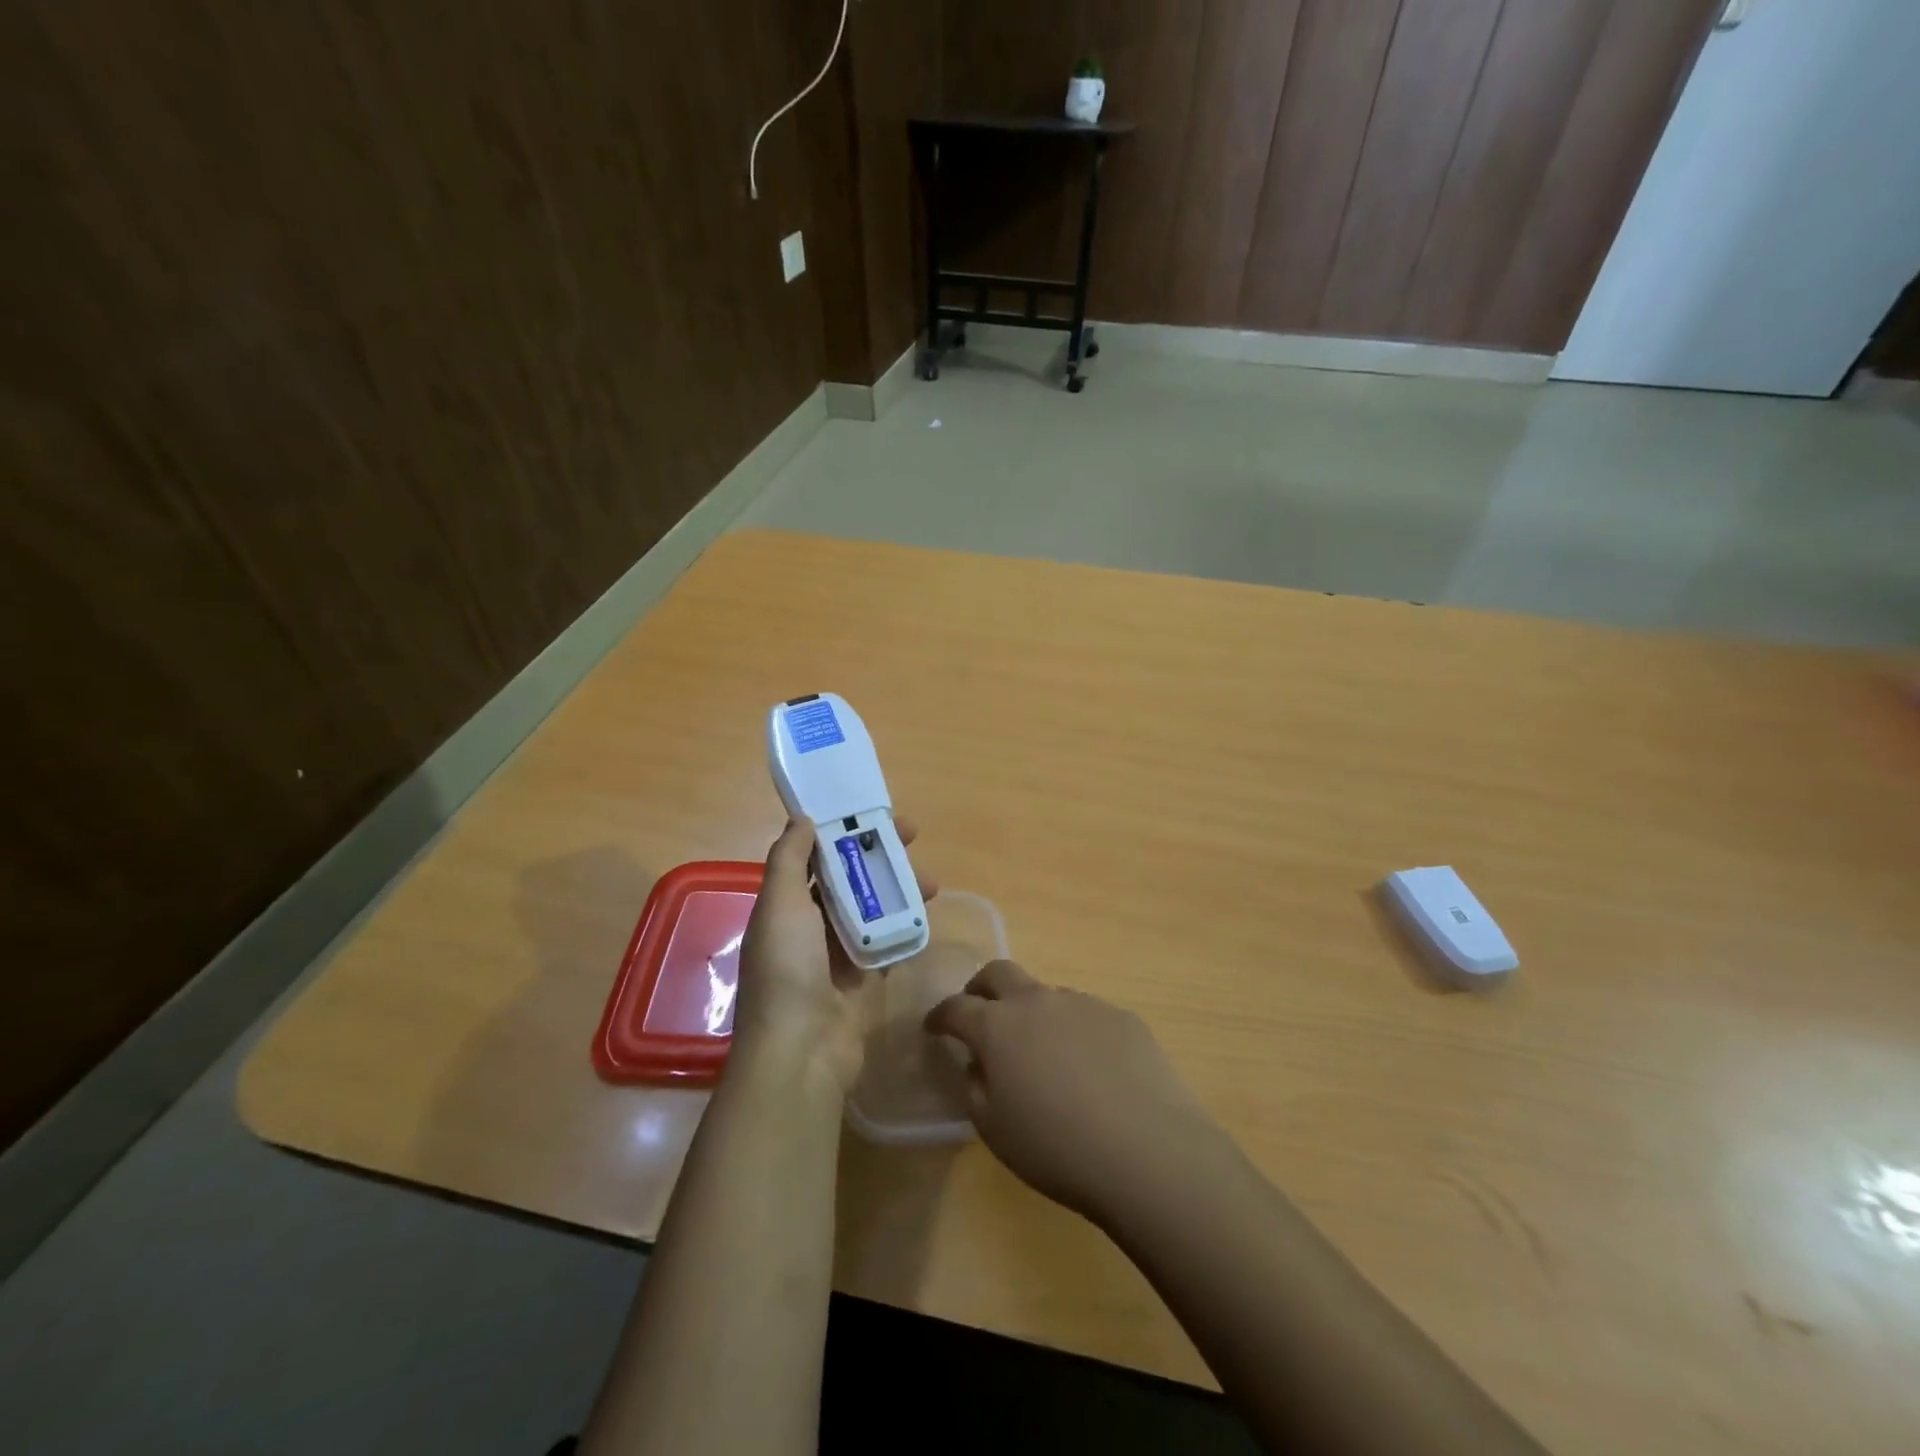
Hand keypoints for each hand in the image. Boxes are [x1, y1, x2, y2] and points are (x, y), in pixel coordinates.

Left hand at [733, 816, 935, 1092]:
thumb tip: (802, 818)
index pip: (818, 856)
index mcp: (786, 905)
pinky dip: (902, 931)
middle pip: (850, 880)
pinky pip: (885, 946)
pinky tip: (925, 920)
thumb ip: (789, 858)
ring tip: (932, 886)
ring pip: (872, 911)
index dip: (845, 832)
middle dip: (881, 858)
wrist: (801, 1052)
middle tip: (915, 839)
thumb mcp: (781, 904)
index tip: (877, 815)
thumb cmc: (787, 969)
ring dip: (899, 893)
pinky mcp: (861, 981)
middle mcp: (809, 927)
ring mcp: (836, 956)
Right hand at [924, 961, 1214, 1224]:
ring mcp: (1082, 1003)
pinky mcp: (1120, 1016)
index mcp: (998, 1026)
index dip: (940, 1016)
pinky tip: (1090, 1070)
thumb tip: (979, 1063)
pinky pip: (1085, 1015)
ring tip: (1043, 1055)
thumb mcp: (995, 1130)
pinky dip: (1073, 1032)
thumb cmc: (1057, 1147)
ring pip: (1046, 995)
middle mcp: (1037, 1001)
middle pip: (999, 972)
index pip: (956, 1008)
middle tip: (979, 1013)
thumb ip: (975, 1086)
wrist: (1147, 1150)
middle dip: (981, 988)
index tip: (933, 1028)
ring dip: (1033, 1014)